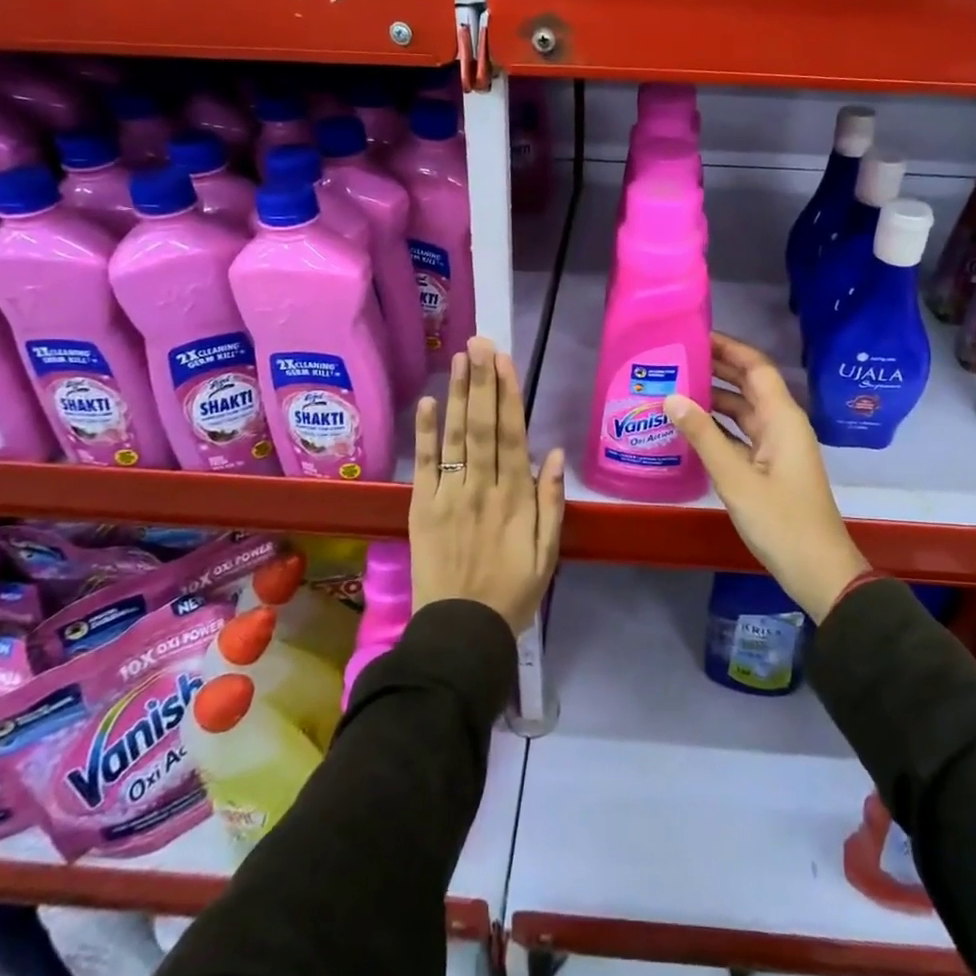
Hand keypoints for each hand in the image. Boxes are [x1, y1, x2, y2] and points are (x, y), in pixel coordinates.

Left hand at [410, 337, 564, 633]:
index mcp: (515, 497)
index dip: (508, 394)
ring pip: (455, 437)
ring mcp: (449, 495)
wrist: (461, 633)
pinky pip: (424, 465)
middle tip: (480, 342)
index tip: (504, 361)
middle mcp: (482, 487)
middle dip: (482, 381)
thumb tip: (552, 454)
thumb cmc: (512, 593)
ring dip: (457, 395)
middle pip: (482, 425)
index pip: (511, 435)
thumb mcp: (547, 554)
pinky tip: (426, 403)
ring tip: (459, 358)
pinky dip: (425, 433)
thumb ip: (550, 503)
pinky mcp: (423, 508)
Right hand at [664, 332, 869, 621]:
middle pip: (749, 384)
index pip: (756, 367)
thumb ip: (703, 436)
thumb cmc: (781, 521)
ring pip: (743, 410)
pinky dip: (718, 426)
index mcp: (782, 418)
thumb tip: (671, 397)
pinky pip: (741, 434)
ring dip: (714, 397)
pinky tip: (690, 427)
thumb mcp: (736, 478)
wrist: (818, 570)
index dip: (729, 347)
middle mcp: (781, 424)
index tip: (695, 335)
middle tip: (676, 357)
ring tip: (674, 387)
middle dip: (717, 368)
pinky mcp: (770, 466)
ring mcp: (776, 446)